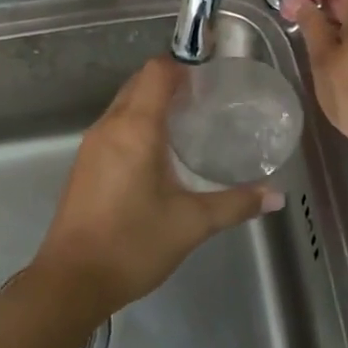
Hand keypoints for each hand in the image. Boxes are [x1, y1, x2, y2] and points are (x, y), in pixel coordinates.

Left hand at [31, 58, 281, 321]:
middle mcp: (109, 126)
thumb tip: (276, 196)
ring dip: (152, 103)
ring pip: (124, 104)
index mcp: (135, 128)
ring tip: (187, 123)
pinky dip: (137, 123)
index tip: (211, 81)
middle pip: (139, 83)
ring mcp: (91, 144)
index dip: (183, 67)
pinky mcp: (84, 163)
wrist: (71, 280)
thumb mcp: (191, 224)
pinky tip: (158, 152)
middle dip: (171, 83)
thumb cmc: (132, 244)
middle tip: (206, 101)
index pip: (157, 72)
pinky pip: (114, 125)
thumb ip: (235, 205)